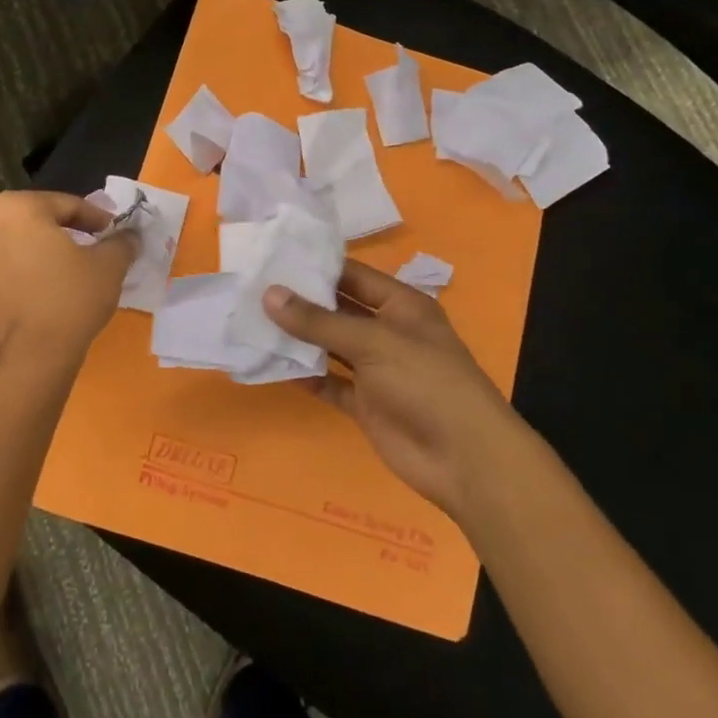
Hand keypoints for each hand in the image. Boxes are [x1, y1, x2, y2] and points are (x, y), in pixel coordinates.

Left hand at [0, 190, 138, 368]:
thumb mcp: (110, 264)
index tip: (114, 231)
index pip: (67, 204)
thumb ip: (121, 242)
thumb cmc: (72, 297)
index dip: (96, 217)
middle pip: (40, 222)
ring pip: (22, 246)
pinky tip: (53, 292)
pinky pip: (10, 272)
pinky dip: (31, 275)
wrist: (34, 356)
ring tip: (75, 271)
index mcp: (17, 208)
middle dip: (68, 232)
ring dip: (47, 252)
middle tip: (96, 246)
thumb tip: (130, 236)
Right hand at [264, 260, 517, 515]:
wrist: (464, 459)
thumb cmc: (426, 381)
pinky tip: (273, 365)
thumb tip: (269, 295)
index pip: (353, 275)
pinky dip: (306, 376)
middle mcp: (388, 332)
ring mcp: (377, 370)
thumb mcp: (373, 341)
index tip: (275, 257)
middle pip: (339, 310)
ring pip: (331, 347)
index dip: (318, 266)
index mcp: (401, 305)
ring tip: (253, 322)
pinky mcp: (366, 404)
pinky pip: (330, 383)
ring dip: (299, 339)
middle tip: (253, 288)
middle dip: (302, 302)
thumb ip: (319, 321)